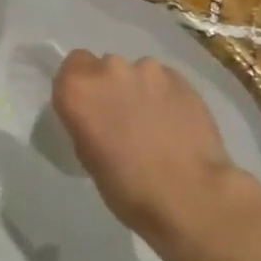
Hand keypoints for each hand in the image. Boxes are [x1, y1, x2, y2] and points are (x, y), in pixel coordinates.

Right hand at [50, 50, 260, 260]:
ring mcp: (149, 71)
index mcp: (78, 89)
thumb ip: (86, 121)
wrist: (190, 194)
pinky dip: (164, 96)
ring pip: (136, 72)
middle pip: (103, 67)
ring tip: (153, 122)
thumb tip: (97, 116)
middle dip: (109, 86)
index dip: (79, 86)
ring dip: (138, 89)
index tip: (88, 109)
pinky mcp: (182, 79)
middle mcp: (110, 70)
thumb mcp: (86, 156)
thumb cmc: (127, 186)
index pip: (70, 67)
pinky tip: (174, 123)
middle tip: (120, 118)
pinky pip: (164, 81)